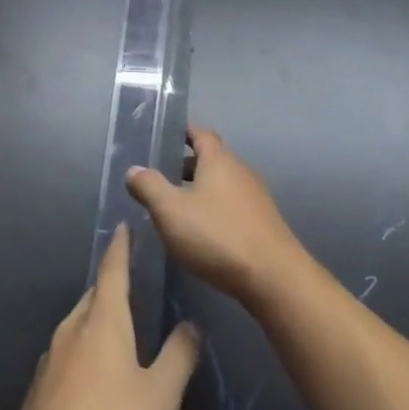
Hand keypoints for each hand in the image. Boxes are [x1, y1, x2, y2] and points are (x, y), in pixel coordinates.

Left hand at [0, 224, 199, 409]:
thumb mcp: (160, 395)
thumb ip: (179, 357)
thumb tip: (191, 325)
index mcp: (103, 321)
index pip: (113, 270)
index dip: (121, 247)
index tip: (124, 227)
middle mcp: (73, 329)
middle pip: (93, 296)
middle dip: (111, 284)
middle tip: (130, 279)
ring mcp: (51, 357)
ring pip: (78, 323)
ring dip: (96, 317)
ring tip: (116, 324)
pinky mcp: (40, 387)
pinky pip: (66, 352)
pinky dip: (83, 347)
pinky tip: (93, 373)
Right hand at [126, 125, 305, 305]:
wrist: (274, 277)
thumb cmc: (217, 235)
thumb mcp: (171, 211)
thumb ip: (149, 186)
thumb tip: (134, 169)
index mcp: (219, 160)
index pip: (200, 133)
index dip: (182, 132)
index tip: (163, 136)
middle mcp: (240, 171)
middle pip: (211, 159)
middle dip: (185, 165)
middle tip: (160, 177)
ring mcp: (255, 197)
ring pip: (222, 184)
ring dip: (199, 190)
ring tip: (175, 207)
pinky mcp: (263, 223)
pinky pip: (232, 205)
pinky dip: (214, 209)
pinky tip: (201, 232)